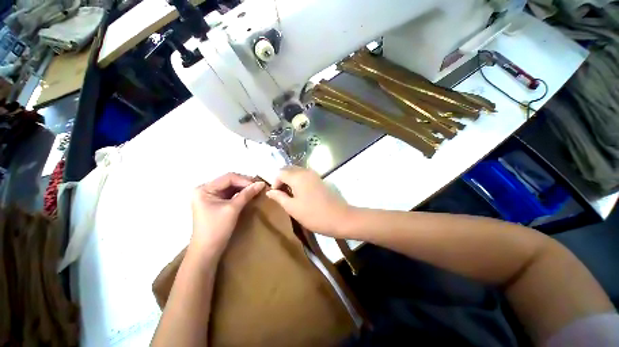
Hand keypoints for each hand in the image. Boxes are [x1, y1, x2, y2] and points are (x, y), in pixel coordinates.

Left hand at [190, 173, 264, 257]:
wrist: (207, 250)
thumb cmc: (217, 229)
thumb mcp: (233, 209)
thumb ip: (247, 194)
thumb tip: (261, 183)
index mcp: (204, 189)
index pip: (228, 178)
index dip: (245, 180)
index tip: (259, 184)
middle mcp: (205, 189)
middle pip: (229, 181)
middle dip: (245, 183)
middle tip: (259, 186)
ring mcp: (210, 196)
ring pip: (230, 186)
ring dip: (244, 188)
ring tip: (256, 189)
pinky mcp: (215, 202)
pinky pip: (230, 194)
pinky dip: (240, 193)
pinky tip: (249, 194)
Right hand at [265, 166, 351, 236]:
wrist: (339, 217)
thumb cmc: (313, 214)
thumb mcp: (292, 208)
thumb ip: (279, 197)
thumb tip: (269, 191)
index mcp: (297, 177)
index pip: (280, 172)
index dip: (275, 182)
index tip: (276, 195)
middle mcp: (306, 171)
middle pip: (289, 169)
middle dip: (282, 179)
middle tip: (281, 194)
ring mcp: (314, 174)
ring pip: (297, 172)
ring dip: (290, 180)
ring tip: (290, 195)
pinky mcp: (320, 179)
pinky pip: (305, 175)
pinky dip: (299, 181)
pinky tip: (300, 193)